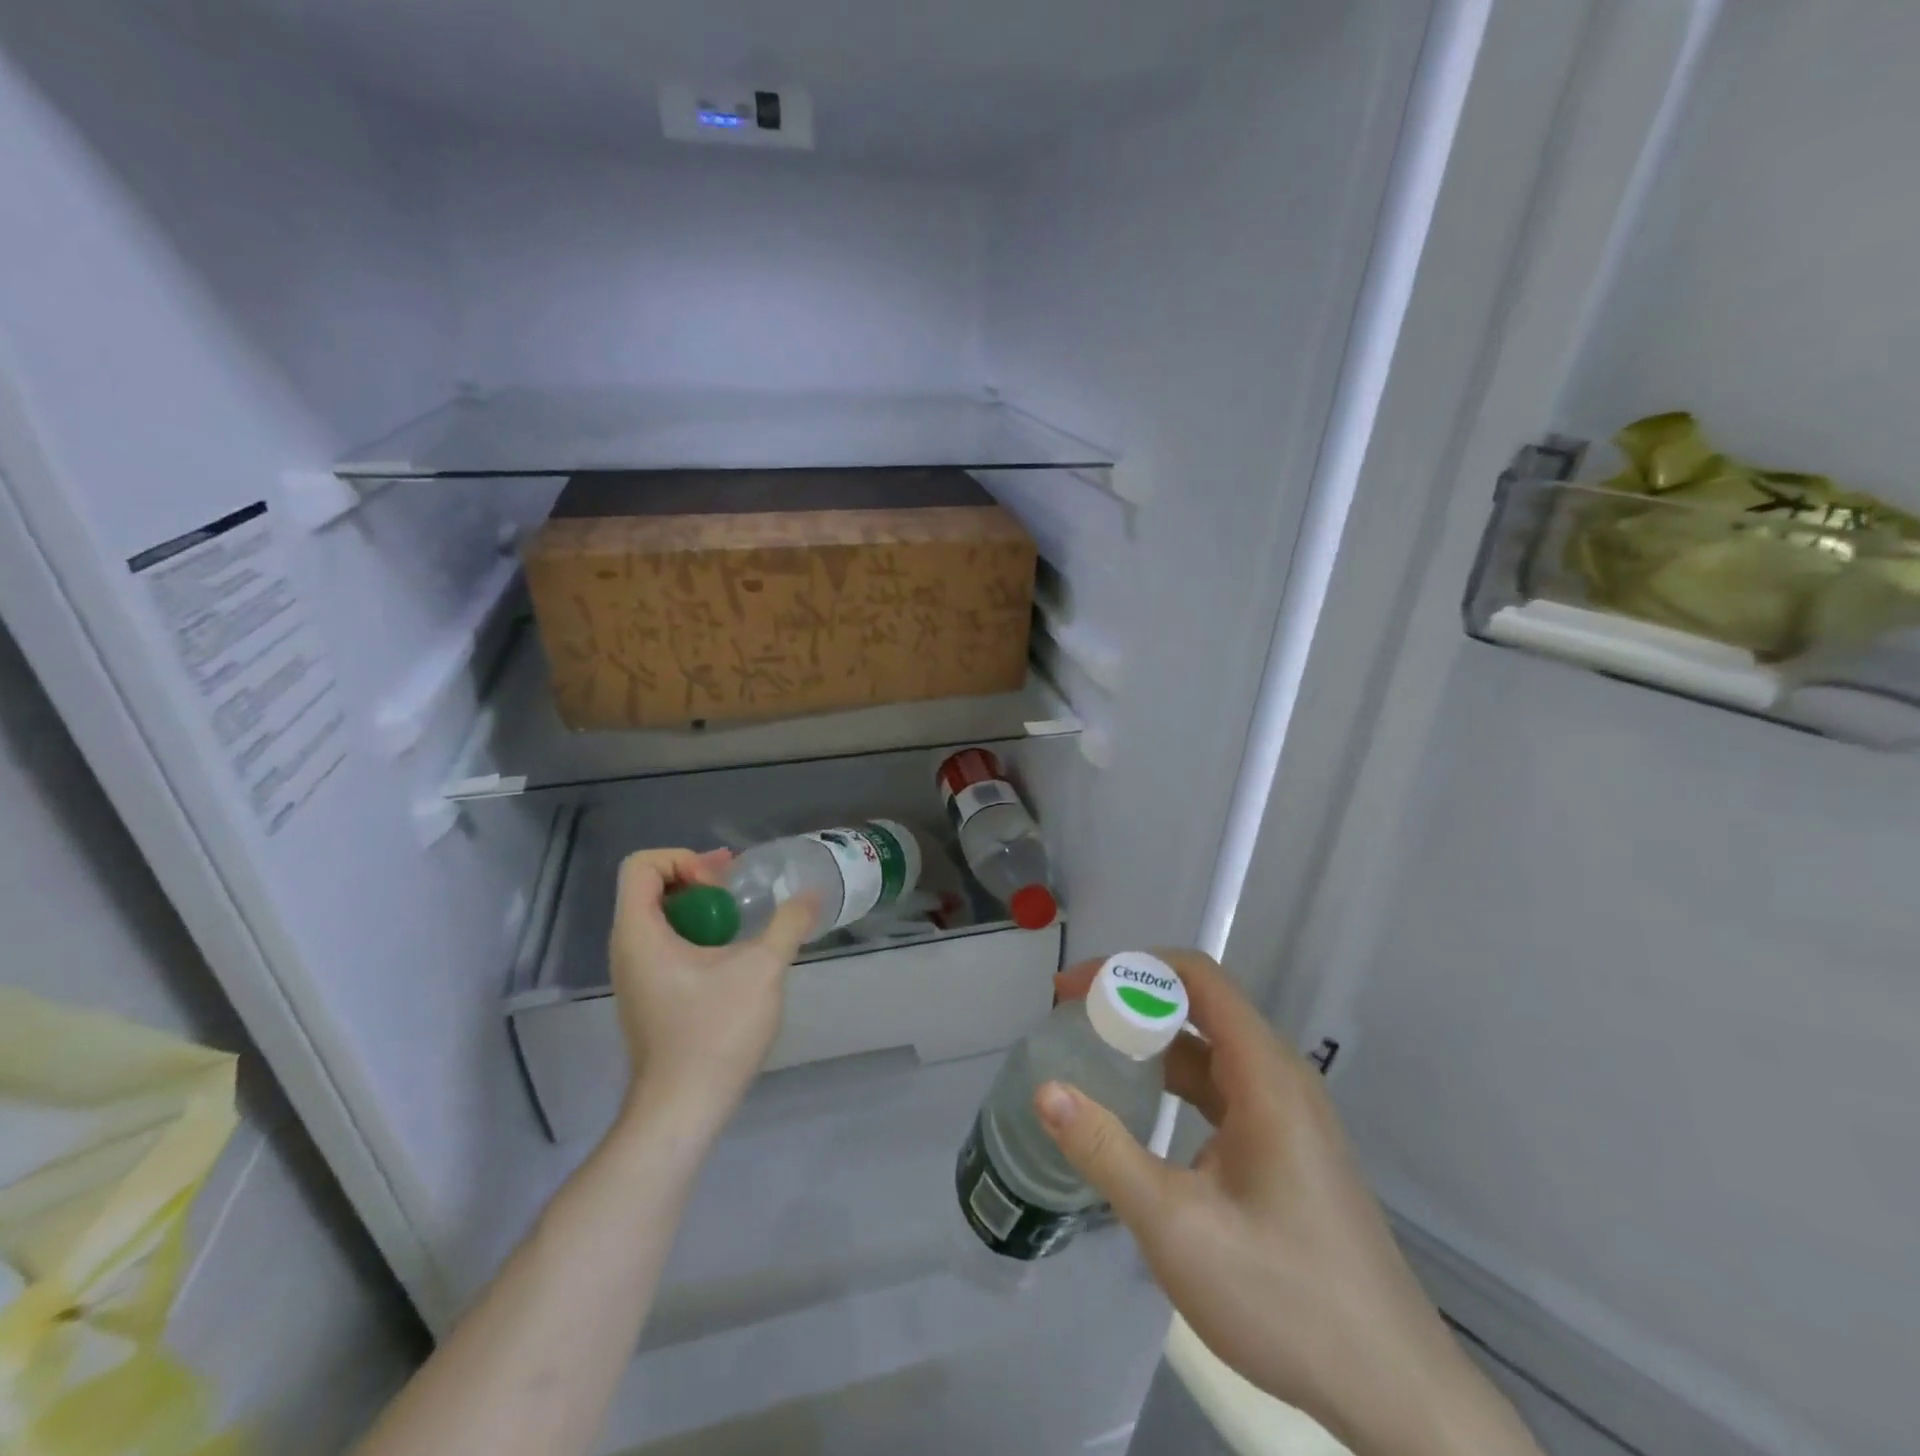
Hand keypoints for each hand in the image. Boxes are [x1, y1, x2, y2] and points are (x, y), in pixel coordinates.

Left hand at [608, 848, 814, 1137]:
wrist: (682, 1110)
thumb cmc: (714, 1032)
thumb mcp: (761, 969)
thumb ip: (787, 924)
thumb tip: (812, 894)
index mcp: (639, 933)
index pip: (642, 865)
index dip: (683, 860)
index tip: (720, 886)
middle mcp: (627, 948)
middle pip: (650, 886)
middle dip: (697, 878)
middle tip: (737, 890)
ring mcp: (635, 974)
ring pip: (659, 917)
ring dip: (701, 907)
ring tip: (740, 920)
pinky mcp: (648, 996)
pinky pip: (665, 944)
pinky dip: (696, 934)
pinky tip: (732, 956)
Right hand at [1040, 951, 1537, 1455]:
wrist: (1394, 1390)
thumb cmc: (1285, 1298)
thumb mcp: (1177, 1227)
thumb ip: (1106, 1152)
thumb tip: (1045, 1090)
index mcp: (1266, 1075)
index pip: (1197, 977)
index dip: (1132, 968)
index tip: (1076, 991)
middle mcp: (1281, 1077)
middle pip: (1202, 1005)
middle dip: (1134, 1000)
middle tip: (1072, 1018)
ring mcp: (1288, 1113)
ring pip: (1211, 1048)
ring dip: (1152, 1040)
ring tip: (1094, 1053)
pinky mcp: (1287, 1145)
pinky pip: (1223, 1087)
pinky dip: (1175, 1078)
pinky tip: (1141, 1107)